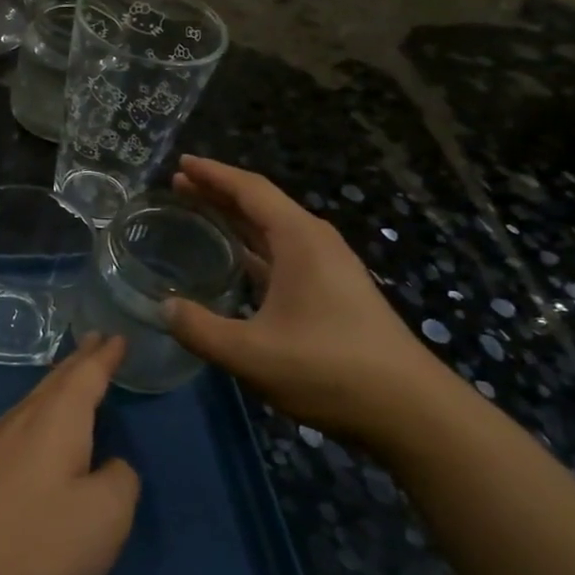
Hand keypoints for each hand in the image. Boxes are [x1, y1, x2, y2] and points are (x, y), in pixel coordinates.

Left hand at [0, 335, 138, 574]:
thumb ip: (119, 482)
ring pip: (32, 403)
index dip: (105, 356)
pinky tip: (37, 433)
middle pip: (55, 382)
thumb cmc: (34, 543)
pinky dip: (39, 416)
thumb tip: (112, 467)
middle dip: (79, 361)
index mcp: (57, 420)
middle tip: (96, 342)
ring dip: (56, 387)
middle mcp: (21, 420)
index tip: (117, 335)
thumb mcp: (103, 518)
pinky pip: (17, 427)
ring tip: (71, 379)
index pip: (86, 375)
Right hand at [165, 156, 458, 451]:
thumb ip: (200, 329)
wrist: (409, 410)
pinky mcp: (333, 293)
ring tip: (198, 216)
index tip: (180, 163)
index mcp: (299, 239)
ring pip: (273, 231)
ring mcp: (328, 268)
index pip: (250, 190)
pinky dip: (252, 250)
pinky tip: (235, 264)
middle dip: (219, 193)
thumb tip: (164, 307)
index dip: (213, 174)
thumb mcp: (251, 353)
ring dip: (235, 221)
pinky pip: (282, 256)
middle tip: (178, 187)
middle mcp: (315, 243)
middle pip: (261, 205)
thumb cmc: (329, 370)